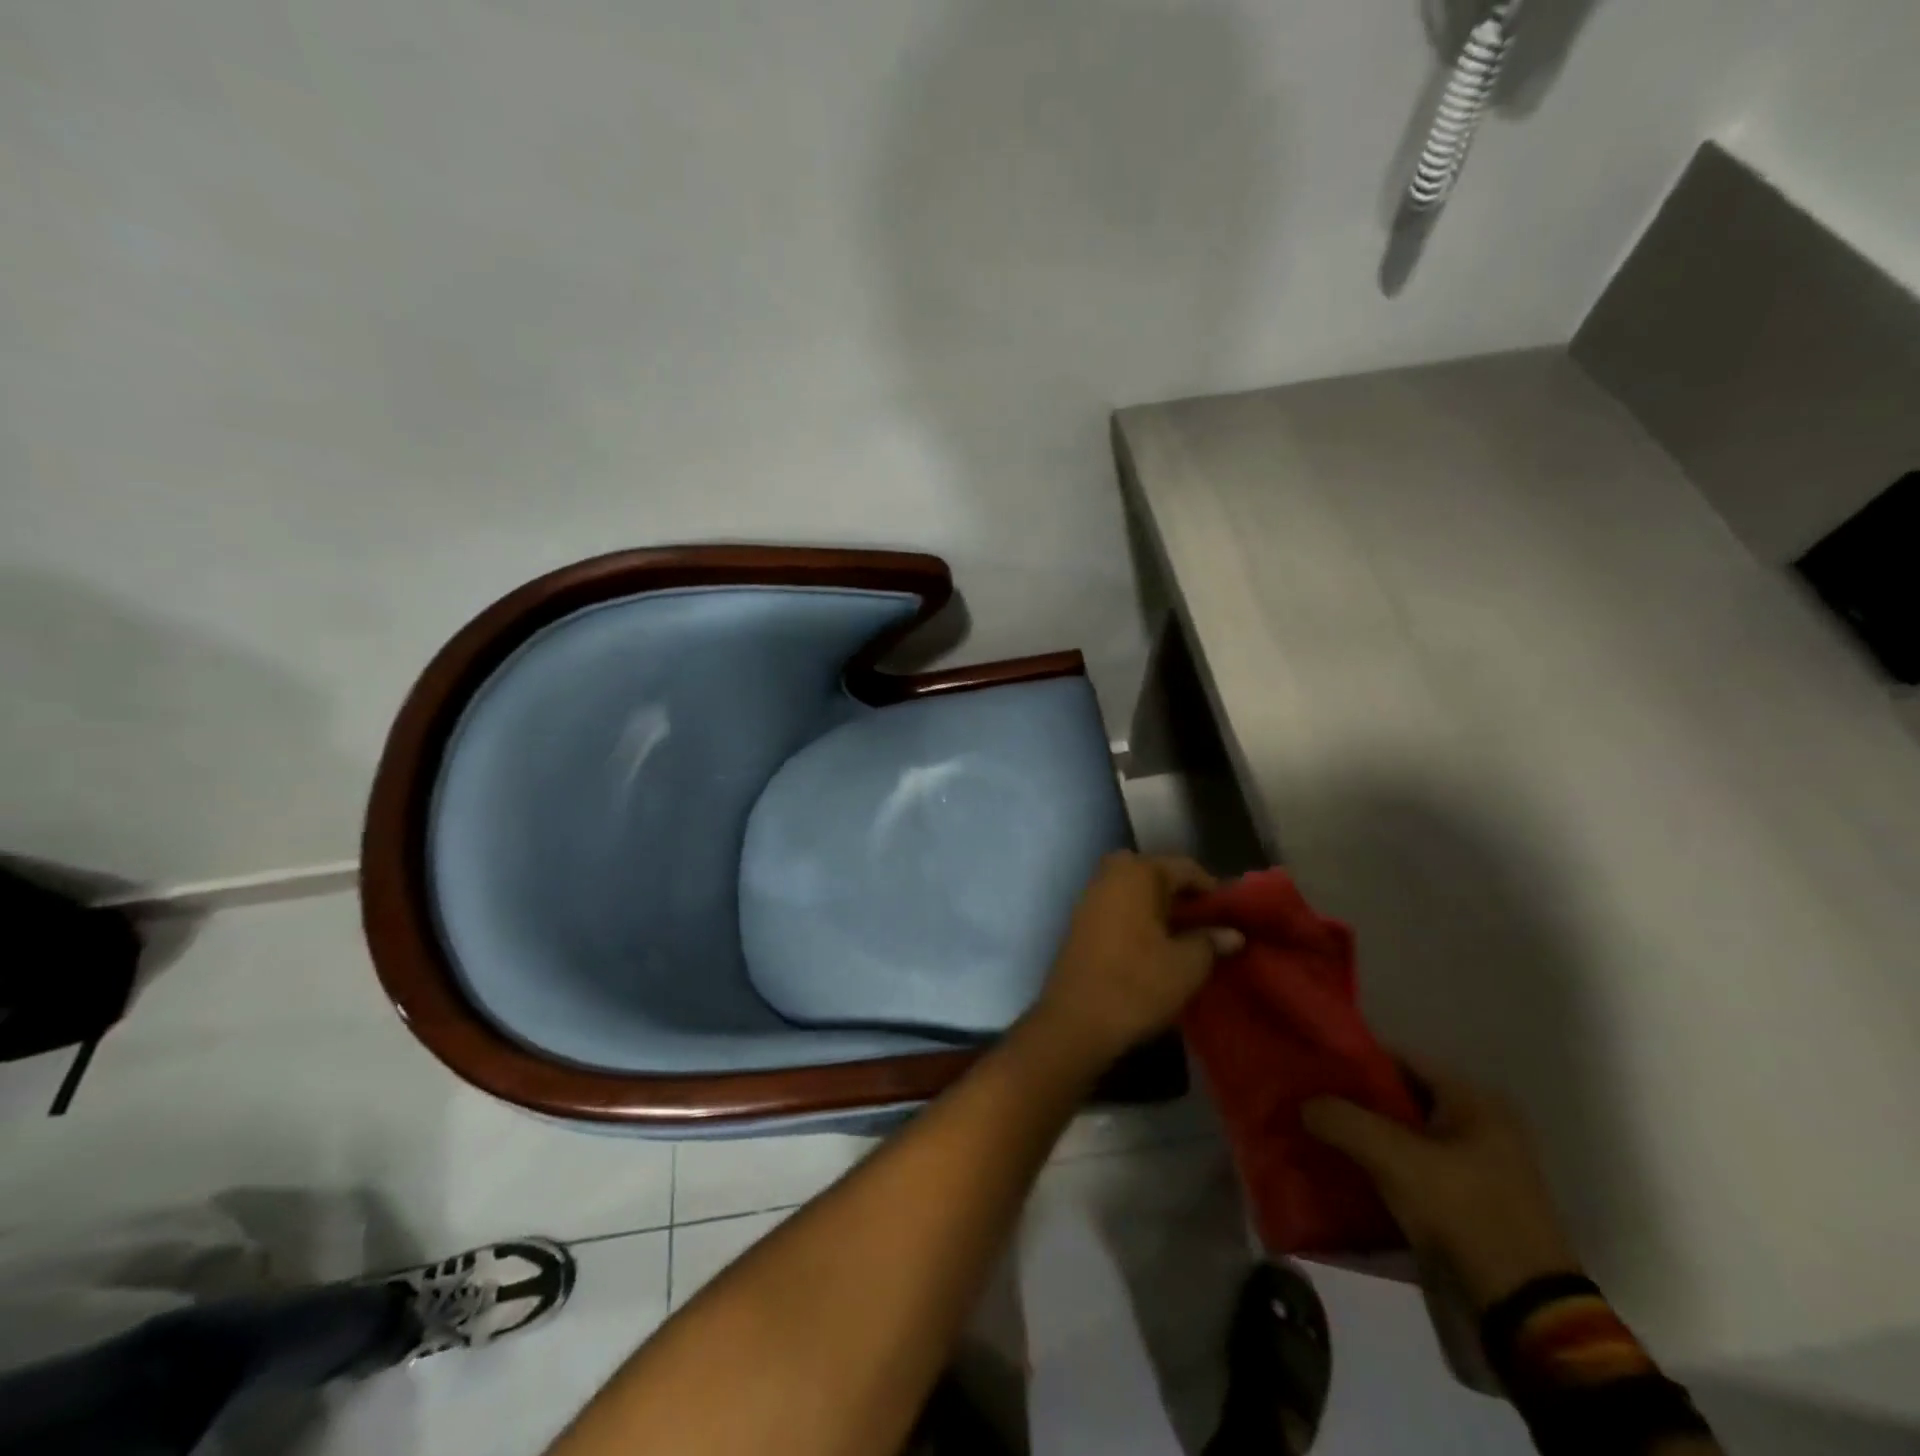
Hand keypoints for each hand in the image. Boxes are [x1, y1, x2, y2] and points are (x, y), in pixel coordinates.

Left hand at [1029, 852, 1243, 1065]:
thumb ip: (1211, 941)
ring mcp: (1090, 896)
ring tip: (1185, 935)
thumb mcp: (1187, 965)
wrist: (1076, 1020)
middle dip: (1180, 893)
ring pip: (1133, 889)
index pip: (1185, 867)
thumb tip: (1232, 933)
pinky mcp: (1080, 921)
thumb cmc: (1137, 984)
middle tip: (1205, 920)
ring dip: (1157, 905)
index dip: (1212, 889)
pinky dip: (1137, 917)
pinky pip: (1117, 906)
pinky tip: (1154, 944)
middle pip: (1155, 873)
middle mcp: (1110, 875)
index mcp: (1138, 873)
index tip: (1232, 913)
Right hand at [1303, 1054, 1581, 1309]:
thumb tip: (1305, 1104)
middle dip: (1354, 1099)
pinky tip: (1344, 1169)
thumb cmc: (1465, 1214)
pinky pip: (1412, 1168)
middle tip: (1308, 1099)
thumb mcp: (1394, 1159)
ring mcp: (1476, 1167)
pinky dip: (1380, 1166)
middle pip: (1400, 1097)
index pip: (1400, 1057)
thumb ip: (1342, 1120)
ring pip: (1403, 1135)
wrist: (1525, 1314)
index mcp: (1474, 1101)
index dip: (1354, 1057)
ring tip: (1317, 1132)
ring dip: (1364, 1135)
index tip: (1313, 1063)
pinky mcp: (1467, 1203)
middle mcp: (1480, 1125)